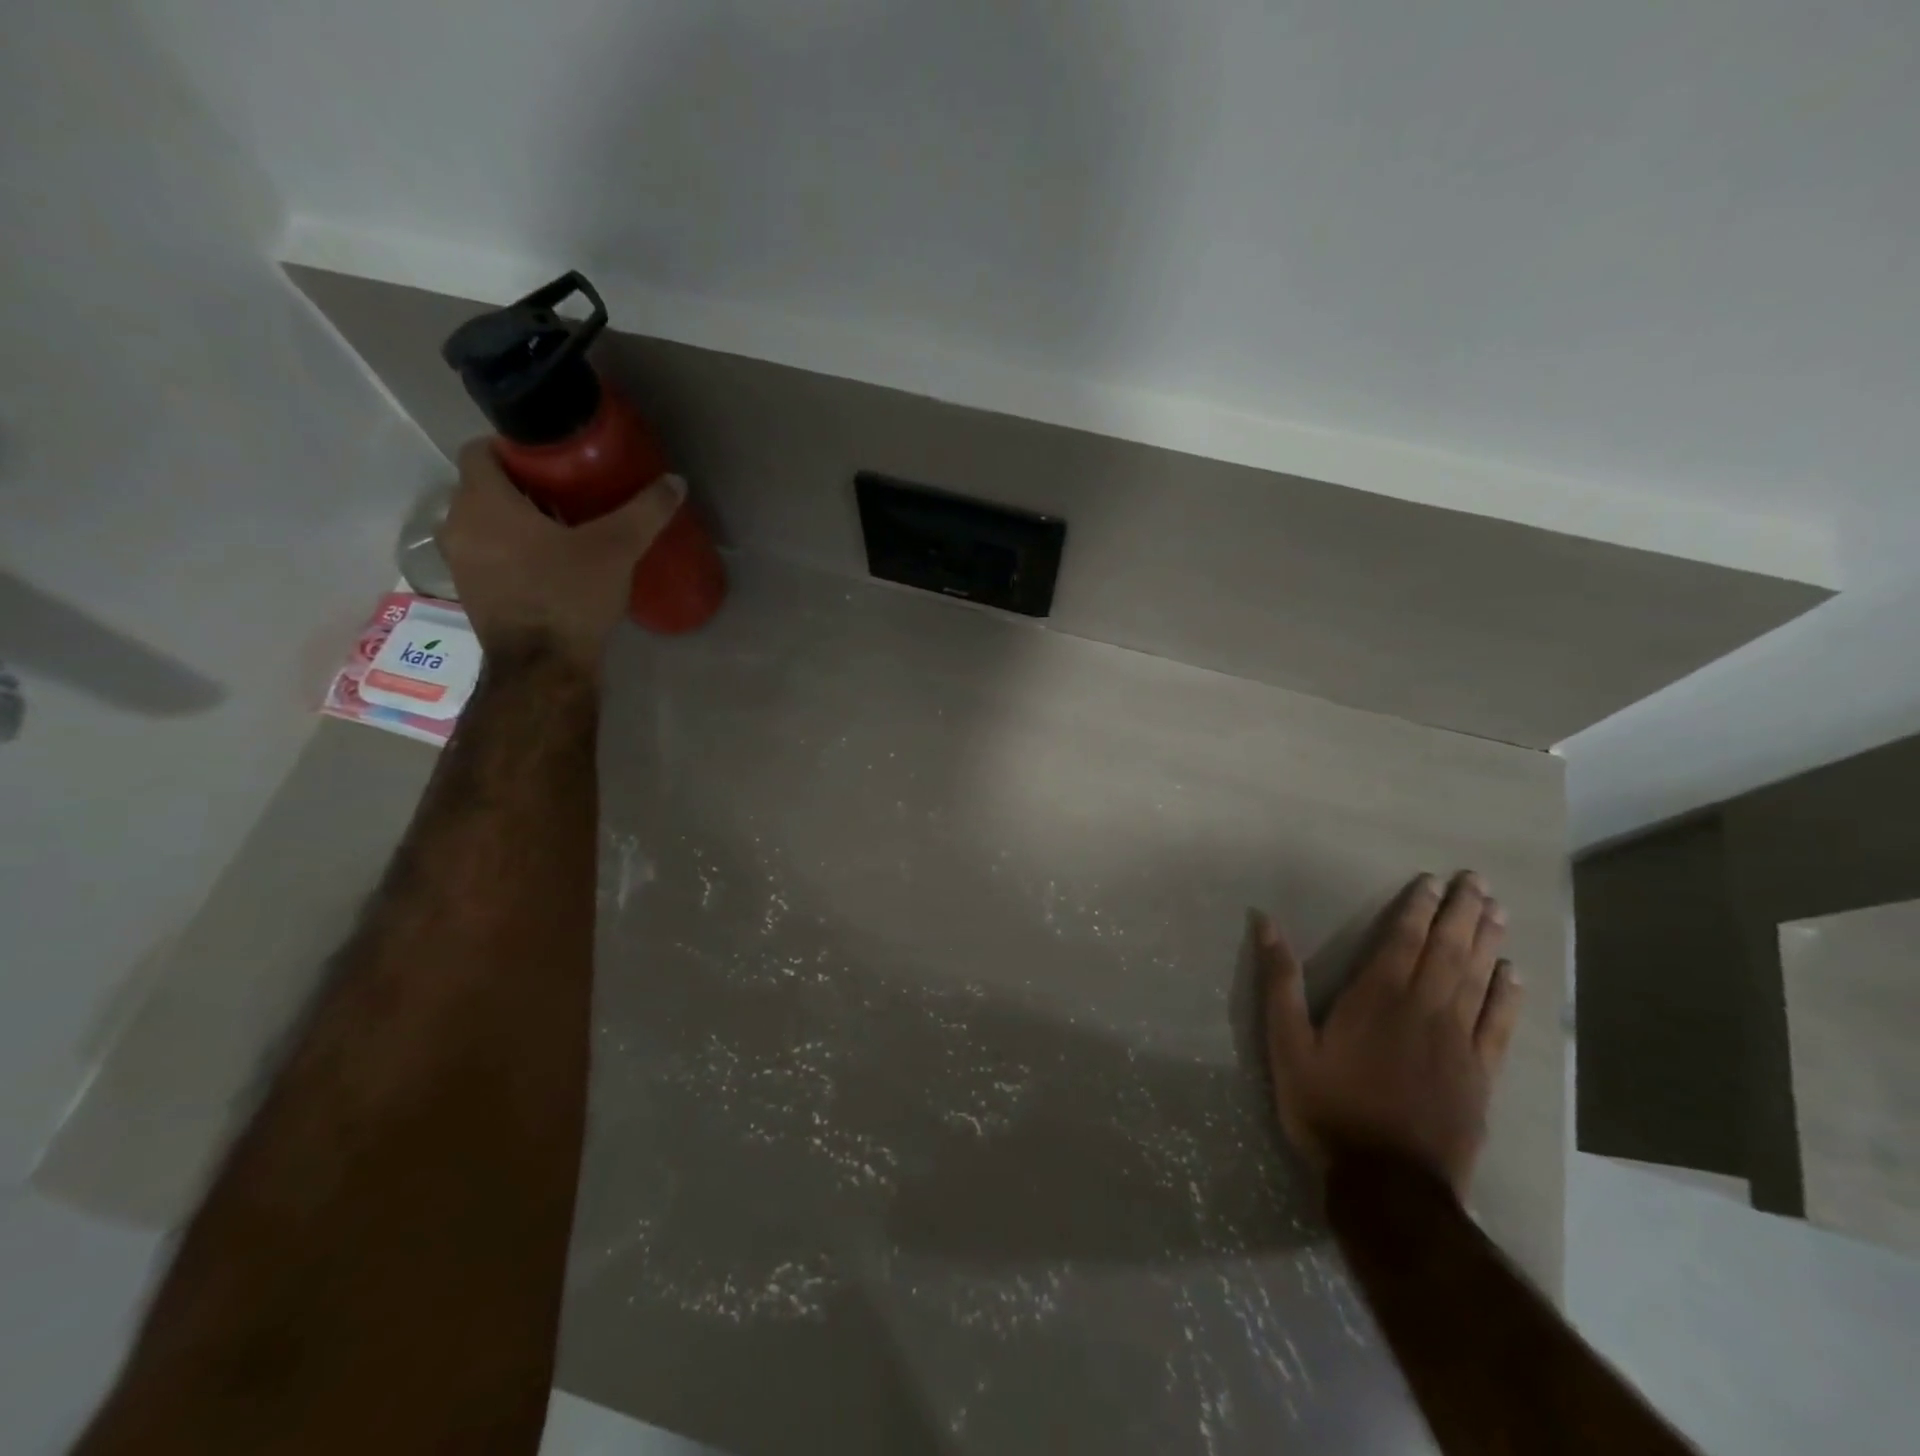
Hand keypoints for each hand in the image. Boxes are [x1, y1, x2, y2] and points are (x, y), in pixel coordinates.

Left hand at [437, 440, 684, 669]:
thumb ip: (645, 512)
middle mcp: (458, 525)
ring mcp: (459, 562)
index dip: (514, 449)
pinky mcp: (471, 592)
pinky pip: (488, 554)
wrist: (543, 667)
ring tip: (564, 530)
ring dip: (517, 521)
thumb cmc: (570, 596)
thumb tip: (676, 481)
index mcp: (483, 502)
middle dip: (523, 487)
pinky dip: (512, 551)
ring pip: (485, 523)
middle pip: (485, 487)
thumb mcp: (616, 549)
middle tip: (569, 494)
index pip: (480, 450)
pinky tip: (551, 566)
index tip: (554, 460)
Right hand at [1257, 872, 1522, 1197]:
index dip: (1418, 908)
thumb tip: (1265, 924)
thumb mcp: (1287, 1044)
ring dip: (1488, 942)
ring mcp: (1458, 1042)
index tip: (1432, 881)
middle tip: (1478, 880)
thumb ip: (1279, 982)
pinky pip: (1498, 1024)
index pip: (1403, 940)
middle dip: (1462, 913)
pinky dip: (1507, 996)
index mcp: (1376, 997)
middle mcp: (1424, 1009)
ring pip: (1478, 979)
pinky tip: (1514, 975)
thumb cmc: (1328, 1107)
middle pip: (1448, 950)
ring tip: (1497, 910)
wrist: (1388, 1184)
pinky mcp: (1479, 1075)